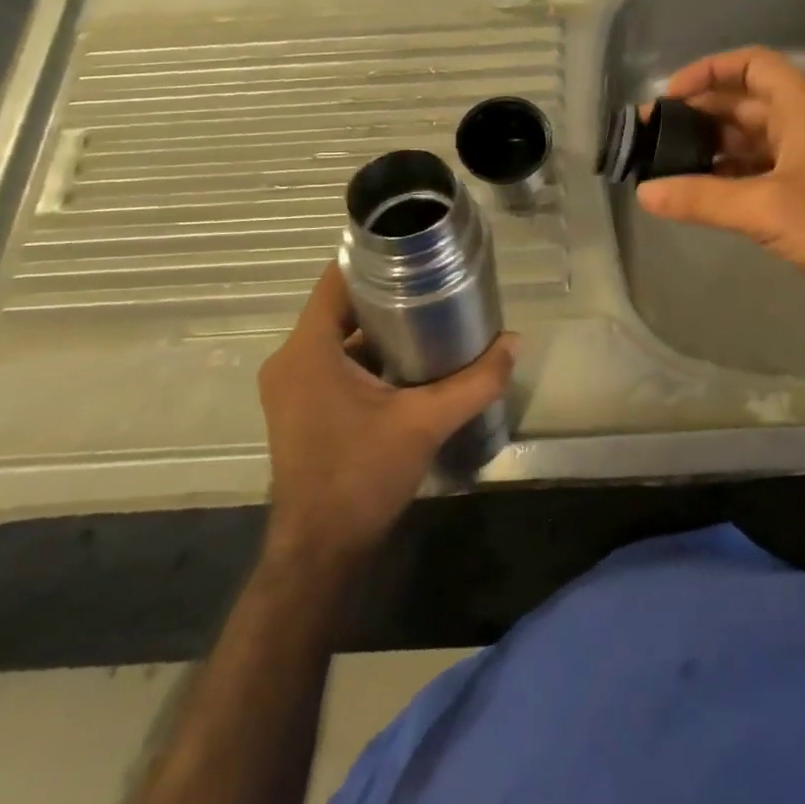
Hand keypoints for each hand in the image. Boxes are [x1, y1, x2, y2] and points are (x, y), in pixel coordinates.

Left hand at [257, 262, 513, 563]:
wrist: (321, 552)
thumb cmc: (362, 476)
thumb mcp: (425, 423)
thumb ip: (474, 381)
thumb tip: (514, 343)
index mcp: (307, 351)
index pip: (336, 280)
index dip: (375, 260)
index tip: (416, 251)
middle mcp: (290, 361)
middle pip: (340, 306)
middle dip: (387, 293)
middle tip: (435, 284)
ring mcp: (291, 387)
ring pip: (338, 336)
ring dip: (379, 327)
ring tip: (430, 316)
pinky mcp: (301, 408)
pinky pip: (334, 362)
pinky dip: (367, 356)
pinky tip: (409, 361)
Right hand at [636, 46, 804, 332]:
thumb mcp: (767, 207)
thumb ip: (703, 198)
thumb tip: (645, 192)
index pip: (752, 65)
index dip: (709, 71)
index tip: (670, 96)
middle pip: (743, 103)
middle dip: (698, 114)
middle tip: (651, 135)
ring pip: (747, 139)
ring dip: (708, 147)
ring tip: (662, 163)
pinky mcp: (804, 194)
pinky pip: (755, 172)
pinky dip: (724, 176)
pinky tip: (693, 191)